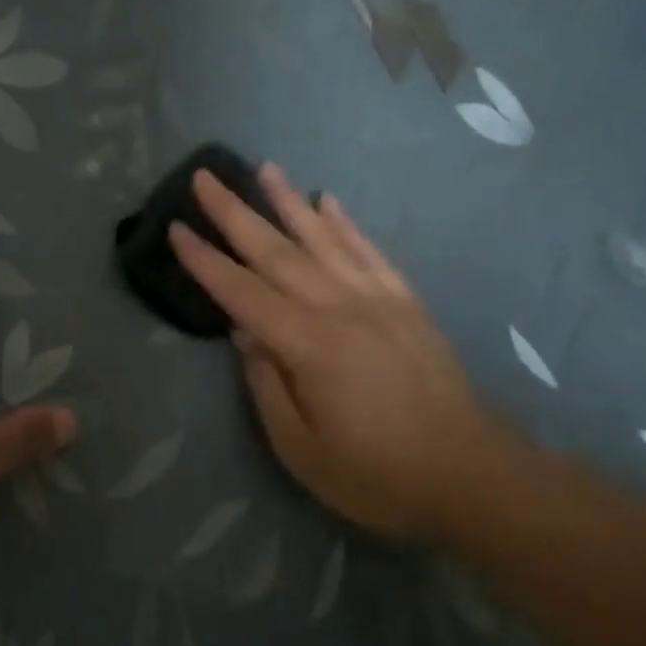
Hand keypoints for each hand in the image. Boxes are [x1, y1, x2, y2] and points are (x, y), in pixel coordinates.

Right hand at [169, 164, 508, 537]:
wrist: (471, 476)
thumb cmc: (375, 474)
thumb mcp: (300, 447)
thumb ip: (266, 383)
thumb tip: (244, 332)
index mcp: (308, 345)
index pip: (242, 292)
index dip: (205, 261)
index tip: (175, 228)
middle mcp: (340, 308)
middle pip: (276, 251)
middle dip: (234, 213)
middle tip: (204, 177)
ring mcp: (379, 299)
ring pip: (323, 238)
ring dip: (289, 201)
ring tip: (264, 168)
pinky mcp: (407, 303)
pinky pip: (370, 251)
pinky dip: (346, 224)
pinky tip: (328, 201)